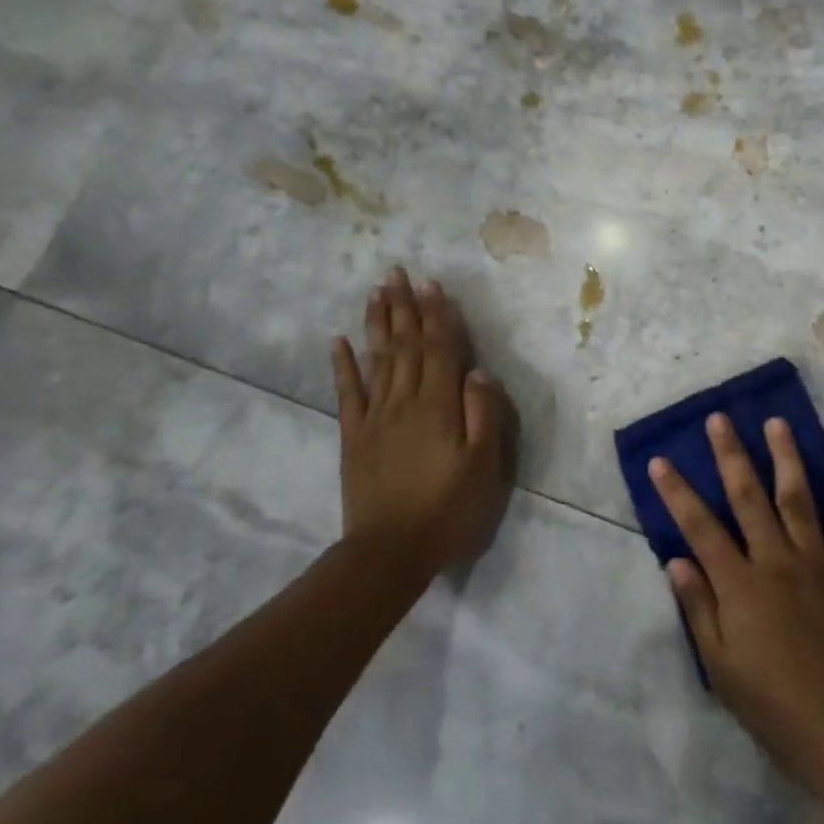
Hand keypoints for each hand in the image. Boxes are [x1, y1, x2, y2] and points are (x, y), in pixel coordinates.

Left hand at [332, 267, 515, 579]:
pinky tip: (339, 341)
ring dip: (378, 323)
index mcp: (439, 406)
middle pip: (405, 345)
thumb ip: (484, 415)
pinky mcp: (354, 436)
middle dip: (405, 307)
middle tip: (398, 272)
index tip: (434, 284)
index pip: (440, 350)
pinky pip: (347, 392)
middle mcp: (405, 401)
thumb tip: (478, 372)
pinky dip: (343, 365)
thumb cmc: (448, 510)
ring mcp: (375, 417)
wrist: (389, 551)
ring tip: (377, 292)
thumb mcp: (483, 467)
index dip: (438, 316)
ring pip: (377, 359)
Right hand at [650, 415, 823, 805]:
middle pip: (748, 497)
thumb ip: (700, 609)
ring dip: (785, 456)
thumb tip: (676, 561)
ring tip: (776, 422)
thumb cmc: (777, 708)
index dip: (677, 492)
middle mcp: (777, 561)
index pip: (699, 527)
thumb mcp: (722, 669)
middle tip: (719, 419)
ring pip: (797, 497)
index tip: (661, 460)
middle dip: (730, 455)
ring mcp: (819, 562)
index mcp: (740, 585)